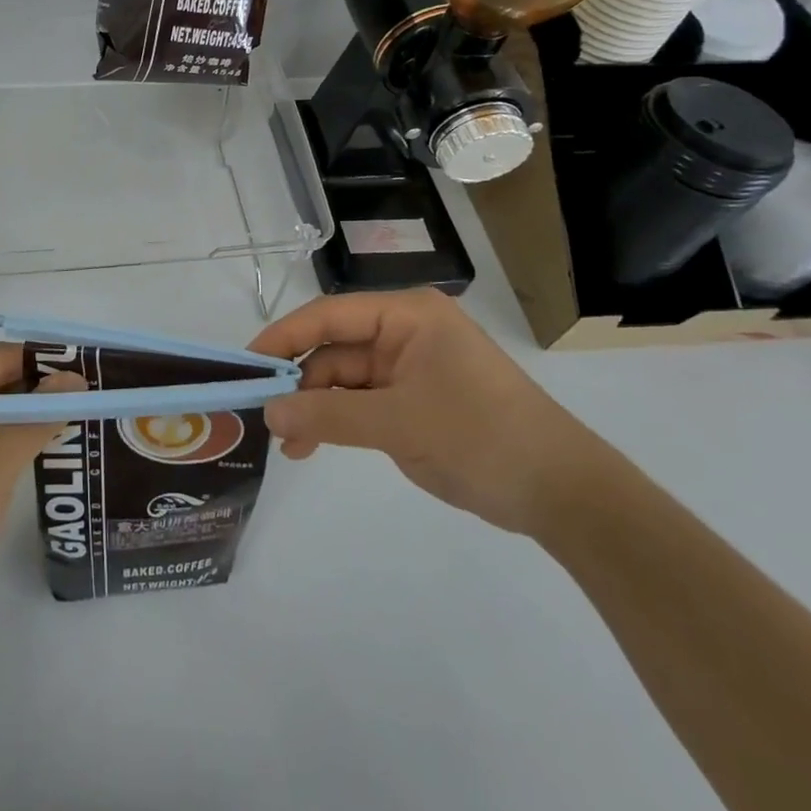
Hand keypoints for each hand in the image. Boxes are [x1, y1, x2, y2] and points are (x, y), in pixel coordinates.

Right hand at [251, 290, 608, 536]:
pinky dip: (337, 421)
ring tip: (287, 444)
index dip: (284, 336)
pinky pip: (363, 403)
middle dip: (299, 382)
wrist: (564, 495)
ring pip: (344, 379)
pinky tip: (311, 445)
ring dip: (315, 407)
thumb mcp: (398, 424)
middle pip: (334, 348)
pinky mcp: (415, 401)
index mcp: (407, 315)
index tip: (246, 362)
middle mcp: (405, 332)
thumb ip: (327, 415)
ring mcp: (411, 367)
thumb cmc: (481, 437)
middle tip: (262, 414)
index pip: (329, 315)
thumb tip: (267, 412)